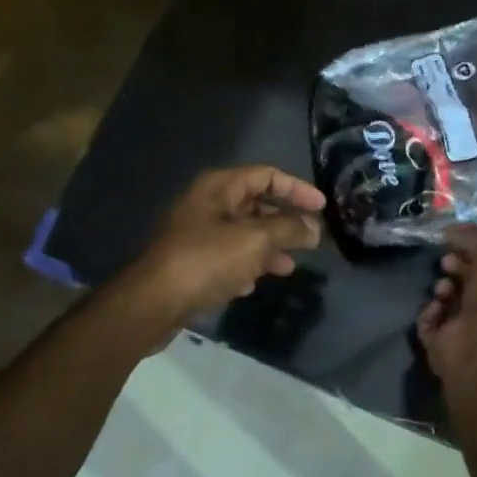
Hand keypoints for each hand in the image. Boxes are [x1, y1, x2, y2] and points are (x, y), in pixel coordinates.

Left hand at [121, 165, 324, 330]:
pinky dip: (245, 265)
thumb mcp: (254, 240)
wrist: (153, 302)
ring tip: (289, 267)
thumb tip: (313, 228)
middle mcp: (206, 204)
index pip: (266, 175)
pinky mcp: (191, 262)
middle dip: (284, 222)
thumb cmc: (206, 261)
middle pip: (255, 204)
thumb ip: (288, 229)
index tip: (322, 207)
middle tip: (310, 240)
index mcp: (219, 187)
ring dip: (269, 247)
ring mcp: (196, 233)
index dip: (297, 188)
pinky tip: (253, 284)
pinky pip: (227, 256)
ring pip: (243, 233)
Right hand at [416, 226, 476, 384]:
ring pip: (449, 301)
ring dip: (443, 288)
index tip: (461, 240)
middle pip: (472, 283)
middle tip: (447, 261)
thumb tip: (454, 230)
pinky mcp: (444, 346)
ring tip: (443, 288)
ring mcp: (470, 332)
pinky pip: (430, 322)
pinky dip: (429, 312)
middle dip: (458, 268)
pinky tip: (435, 307)